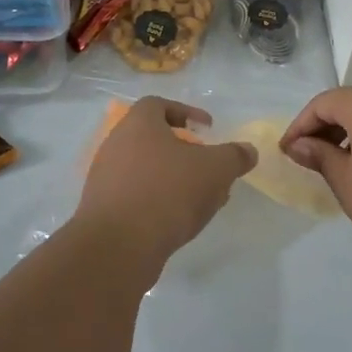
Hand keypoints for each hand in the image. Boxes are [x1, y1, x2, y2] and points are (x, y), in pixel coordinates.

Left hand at [77, 98, 257, 265]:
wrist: (118, 247)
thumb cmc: (168, 192)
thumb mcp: (215, 170)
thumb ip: (234, 156)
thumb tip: (248, 151)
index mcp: (138, 124)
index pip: (158, 104)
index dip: (186, 112)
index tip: (207, 129)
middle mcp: (116, 145)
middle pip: (154, 139)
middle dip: (185, 151)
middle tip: (209, 167)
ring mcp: (106, 179)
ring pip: (148, 170)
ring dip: (175, 179)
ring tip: (202, 199)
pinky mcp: (104, 210)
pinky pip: (138, 196)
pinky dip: (160, 201)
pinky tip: (180, 220)